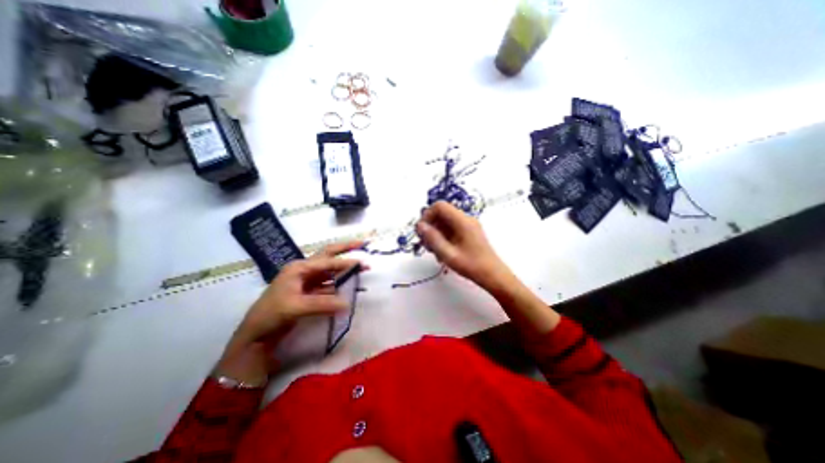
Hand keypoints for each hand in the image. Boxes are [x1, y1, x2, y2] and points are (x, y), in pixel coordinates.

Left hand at [216, 240, 363, 381]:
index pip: (327, 262)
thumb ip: (323, 304)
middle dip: (345, 248)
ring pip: (329, 270)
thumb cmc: (271, 314)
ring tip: (360, 267)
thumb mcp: (296, 307)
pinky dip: (339, 283)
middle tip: (362, 244)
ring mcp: (306, 280)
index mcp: (299, 268)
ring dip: (344, 268)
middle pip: (328, 255)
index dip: (345, 262)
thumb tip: (347, 303)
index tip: (362, 263)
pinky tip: (348, 285)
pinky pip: (328, 284)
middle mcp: (304, 270)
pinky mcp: (309, 291)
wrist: (256, 334)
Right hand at [417, 200, 513, 290]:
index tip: (422, 231)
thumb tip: (419, 225)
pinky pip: (451, 229)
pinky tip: (441, 252)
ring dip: (436, 234)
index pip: (439, 206)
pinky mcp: (469, 232)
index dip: (427, 215)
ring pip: (445, 222)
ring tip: (433, 251)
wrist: (493, 275)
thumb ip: (432, 238)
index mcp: (462, 221)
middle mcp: (465, 219)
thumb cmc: (471, 265)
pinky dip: (443, 237)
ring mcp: (468, 225)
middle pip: (441, 214)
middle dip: (430, 227)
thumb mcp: (448, 254)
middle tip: (425, 244)